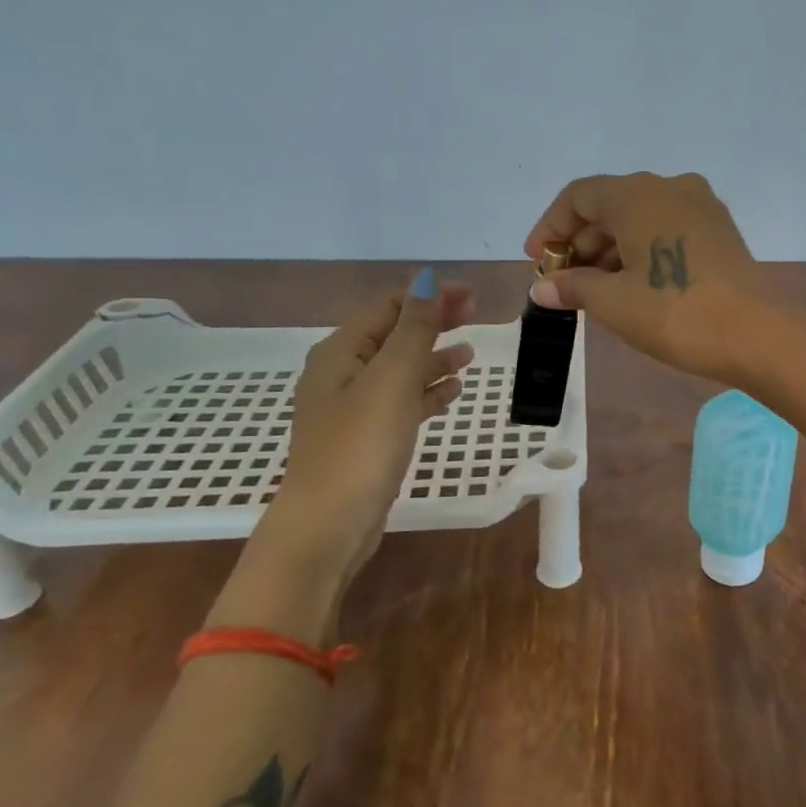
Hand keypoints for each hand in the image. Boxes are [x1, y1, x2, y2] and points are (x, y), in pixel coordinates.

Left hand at [258, 272, 474, 581]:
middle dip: (433, 323)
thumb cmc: (360, 445)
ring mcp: (354, 409)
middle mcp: (343, 374)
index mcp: (341, 352)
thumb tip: (426, 282)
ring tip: (470, 355)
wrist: (329, 524)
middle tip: (476, 315)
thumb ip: (413, 330)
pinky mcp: (368, 438)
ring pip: (401, 370)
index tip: (471, 296)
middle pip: (394, 335)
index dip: (428, 296)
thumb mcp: (392, 379)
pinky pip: (402, 402)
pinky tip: (452, 391)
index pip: (388, 307)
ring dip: (433, 358)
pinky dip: (427, 392)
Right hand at [524, 172, 763, 382]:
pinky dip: (642, 250)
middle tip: (564, 283)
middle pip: (610, 205)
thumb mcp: (613, 302)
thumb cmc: (675, 312)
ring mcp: (701, 206)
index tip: (538, 262)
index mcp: (638, 194)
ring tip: (595, 291)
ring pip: (640, 218)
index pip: (578, 196)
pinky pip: (667, 228)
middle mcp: (670, 186)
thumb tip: (543, 288)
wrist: (755, 334)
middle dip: (581, 243)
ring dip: (610, 249)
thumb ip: (573, 287)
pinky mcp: (719, 230)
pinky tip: (632, 285)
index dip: (550, 227)